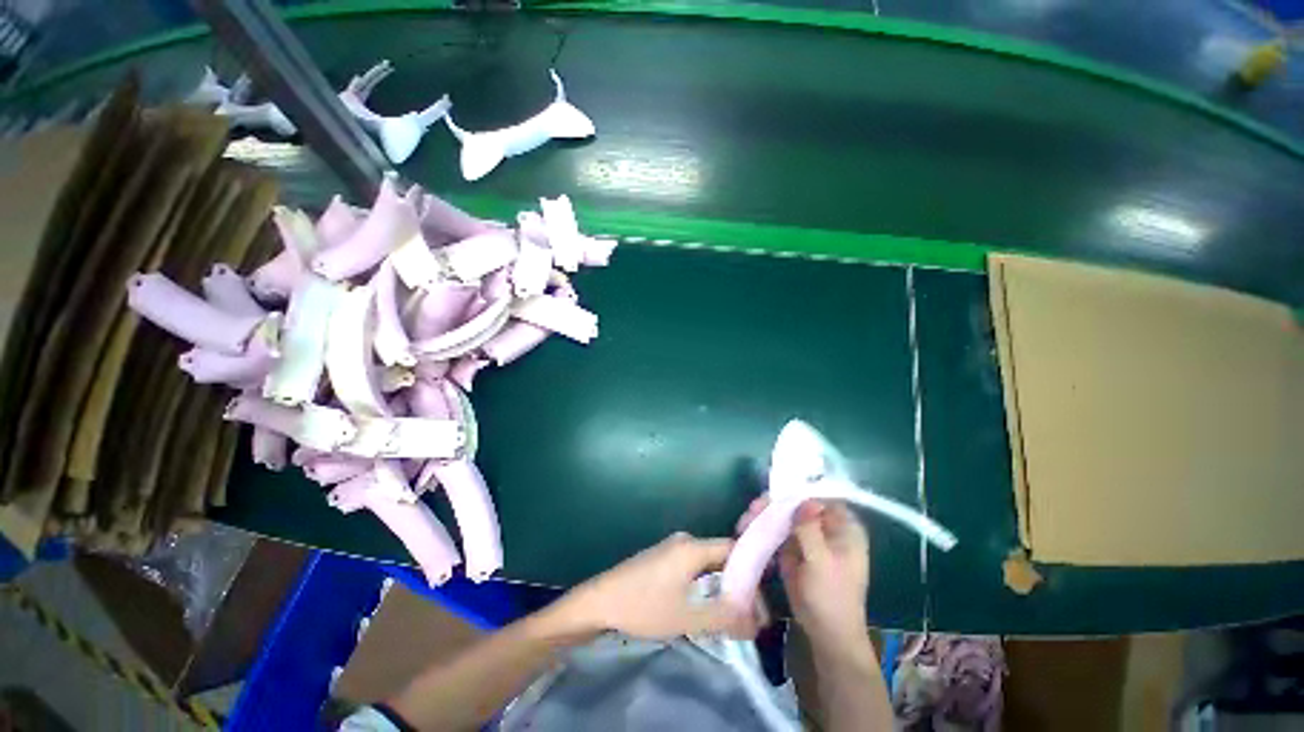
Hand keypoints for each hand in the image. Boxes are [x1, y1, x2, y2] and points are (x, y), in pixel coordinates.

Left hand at [547, 532, 760, 640]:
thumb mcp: (687, 616)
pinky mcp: (662, 559)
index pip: (735, 550)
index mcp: (693, 546)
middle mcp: (685, 541)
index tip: (762, 604)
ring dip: (722, 587)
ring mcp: (672, 548)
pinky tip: (707, 606)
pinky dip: (706, 585)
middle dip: (739, 585)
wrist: (600, 601)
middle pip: (722, 557)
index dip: (752, 575)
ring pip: (708, 564)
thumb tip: (756, 622)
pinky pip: (694, 567)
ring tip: (733, 616)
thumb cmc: (644, 606)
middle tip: (749, 616)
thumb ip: (725, 617)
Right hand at [738, 499, 870, 655]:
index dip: (798, 492)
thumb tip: (804, 501)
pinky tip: (746, 529)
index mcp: (844, 527)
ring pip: (784, 516)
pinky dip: (762, 529)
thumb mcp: (822, 561)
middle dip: (774, 504)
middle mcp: (826, 527)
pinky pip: (777, 531)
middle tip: (753, 509)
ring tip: (744, 521)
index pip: (821, 497)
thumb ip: (811, 529)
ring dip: (764, 515)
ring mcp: (808, 537)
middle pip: (797, 504)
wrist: (826, 634)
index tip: (774, 494)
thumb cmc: (832, 597)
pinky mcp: (794, 549)